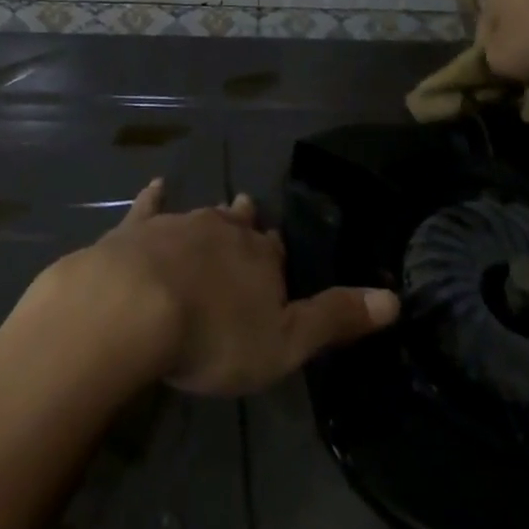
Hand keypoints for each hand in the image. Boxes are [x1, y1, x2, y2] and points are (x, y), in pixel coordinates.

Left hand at [33, 180, 399, 396]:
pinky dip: (154, 197)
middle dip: (246, 224)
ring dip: (212, 216)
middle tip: (249, 215)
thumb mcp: (285, 342)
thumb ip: (335, 318)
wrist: (135, 306)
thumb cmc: (214, 335)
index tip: (278, 252)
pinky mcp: (137, 228)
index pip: (275, 250)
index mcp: (259, 258)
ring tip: (220, 209)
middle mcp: (222, 230)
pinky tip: (156, 185)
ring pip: (202, 214)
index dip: (277, 254)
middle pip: (239, 223)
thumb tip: (394, 298)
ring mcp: (177, 224)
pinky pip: (148, 206)